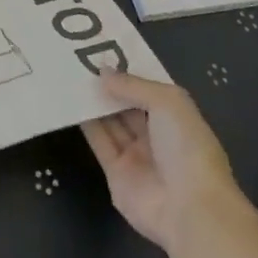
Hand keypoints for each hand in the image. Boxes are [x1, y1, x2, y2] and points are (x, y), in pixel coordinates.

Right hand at [81, 71, 243, 257]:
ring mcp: (136, 155)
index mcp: (176, 117)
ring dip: (94, 100)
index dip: (128, 71)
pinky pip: (99, 142)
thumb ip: (133, 85)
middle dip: (108, 84)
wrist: (188, 209)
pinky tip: (70, 102)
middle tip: (78, 58)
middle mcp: (156, 134)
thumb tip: (103, 71)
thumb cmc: (187, 147)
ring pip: (111, 122)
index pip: (149, 89)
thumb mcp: (167, 102)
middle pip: (127, 104)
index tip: (101, 48)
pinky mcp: (115, 173)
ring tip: (69, 73)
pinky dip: (86, 123)